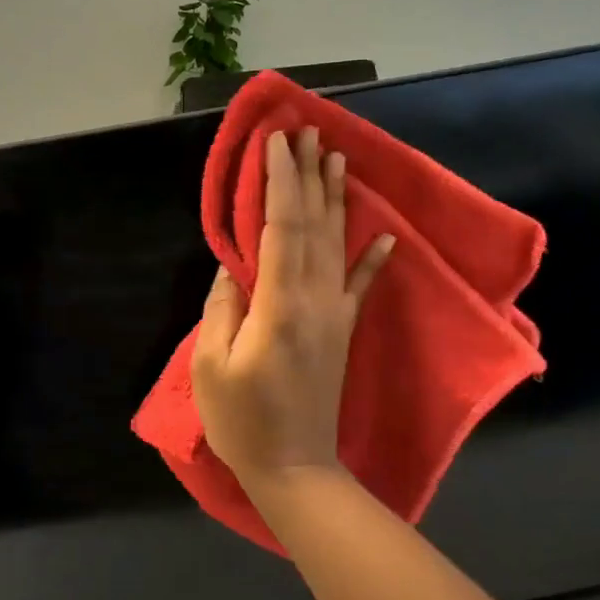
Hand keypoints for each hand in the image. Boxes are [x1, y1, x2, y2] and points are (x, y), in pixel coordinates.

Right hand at [192, 126, 393, 485]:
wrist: (295, 467)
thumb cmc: (243, 421)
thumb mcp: (212, 366)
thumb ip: (222, 309)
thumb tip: (231, 267)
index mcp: (278, 304)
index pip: (280, 227)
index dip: (279, 181)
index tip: (276, 142)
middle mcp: (313, 298)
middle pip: (313, 223)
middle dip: (309, 174)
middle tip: (308, 131)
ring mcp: (334, 313)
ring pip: (338, 244)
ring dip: (337, 199)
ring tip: (338, 158)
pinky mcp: (343, 331)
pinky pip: (361, 286)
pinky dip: (375, 258)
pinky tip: (387, 234)